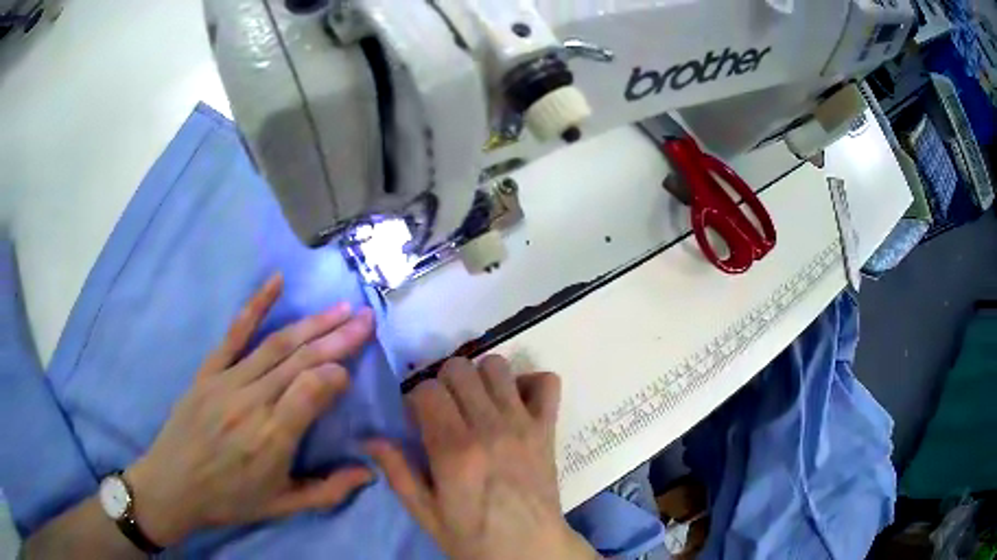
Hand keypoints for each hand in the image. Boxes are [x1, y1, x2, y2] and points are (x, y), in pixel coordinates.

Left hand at [126, 274, 375, 545]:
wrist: (173, 485)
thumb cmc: (230, 500)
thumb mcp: (282, 507)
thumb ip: (328, 492)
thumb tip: (369, 474)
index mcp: (272, 439)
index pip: (313, 390)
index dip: (338, 372)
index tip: (354, 366)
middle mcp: (252, 403)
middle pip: (300, 362)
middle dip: (337, 338)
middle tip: (366, 318)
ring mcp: (227, 383)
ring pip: (276, 345)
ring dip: (311, 324)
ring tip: (340, 308)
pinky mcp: (208, 372)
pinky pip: (234, 334)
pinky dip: (256, 305)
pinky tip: (276, 282)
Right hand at [367, 356, 597, 559]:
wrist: (529, 551)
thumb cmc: (472, 537)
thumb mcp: (426, 514)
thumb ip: (398, 472)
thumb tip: (369, 439)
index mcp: (454, 451)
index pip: (427, 390)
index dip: (415, 400)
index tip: (417, 419)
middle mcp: (489, 428)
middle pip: (459, 368)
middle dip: (443, 383)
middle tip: (444, 410)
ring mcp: (524, 424)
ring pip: (497, 365)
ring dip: (481, 378)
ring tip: (476, 404)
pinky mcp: (548, 428)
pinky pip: (547, 381)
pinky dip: (530, 383)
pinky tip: (515, 403)